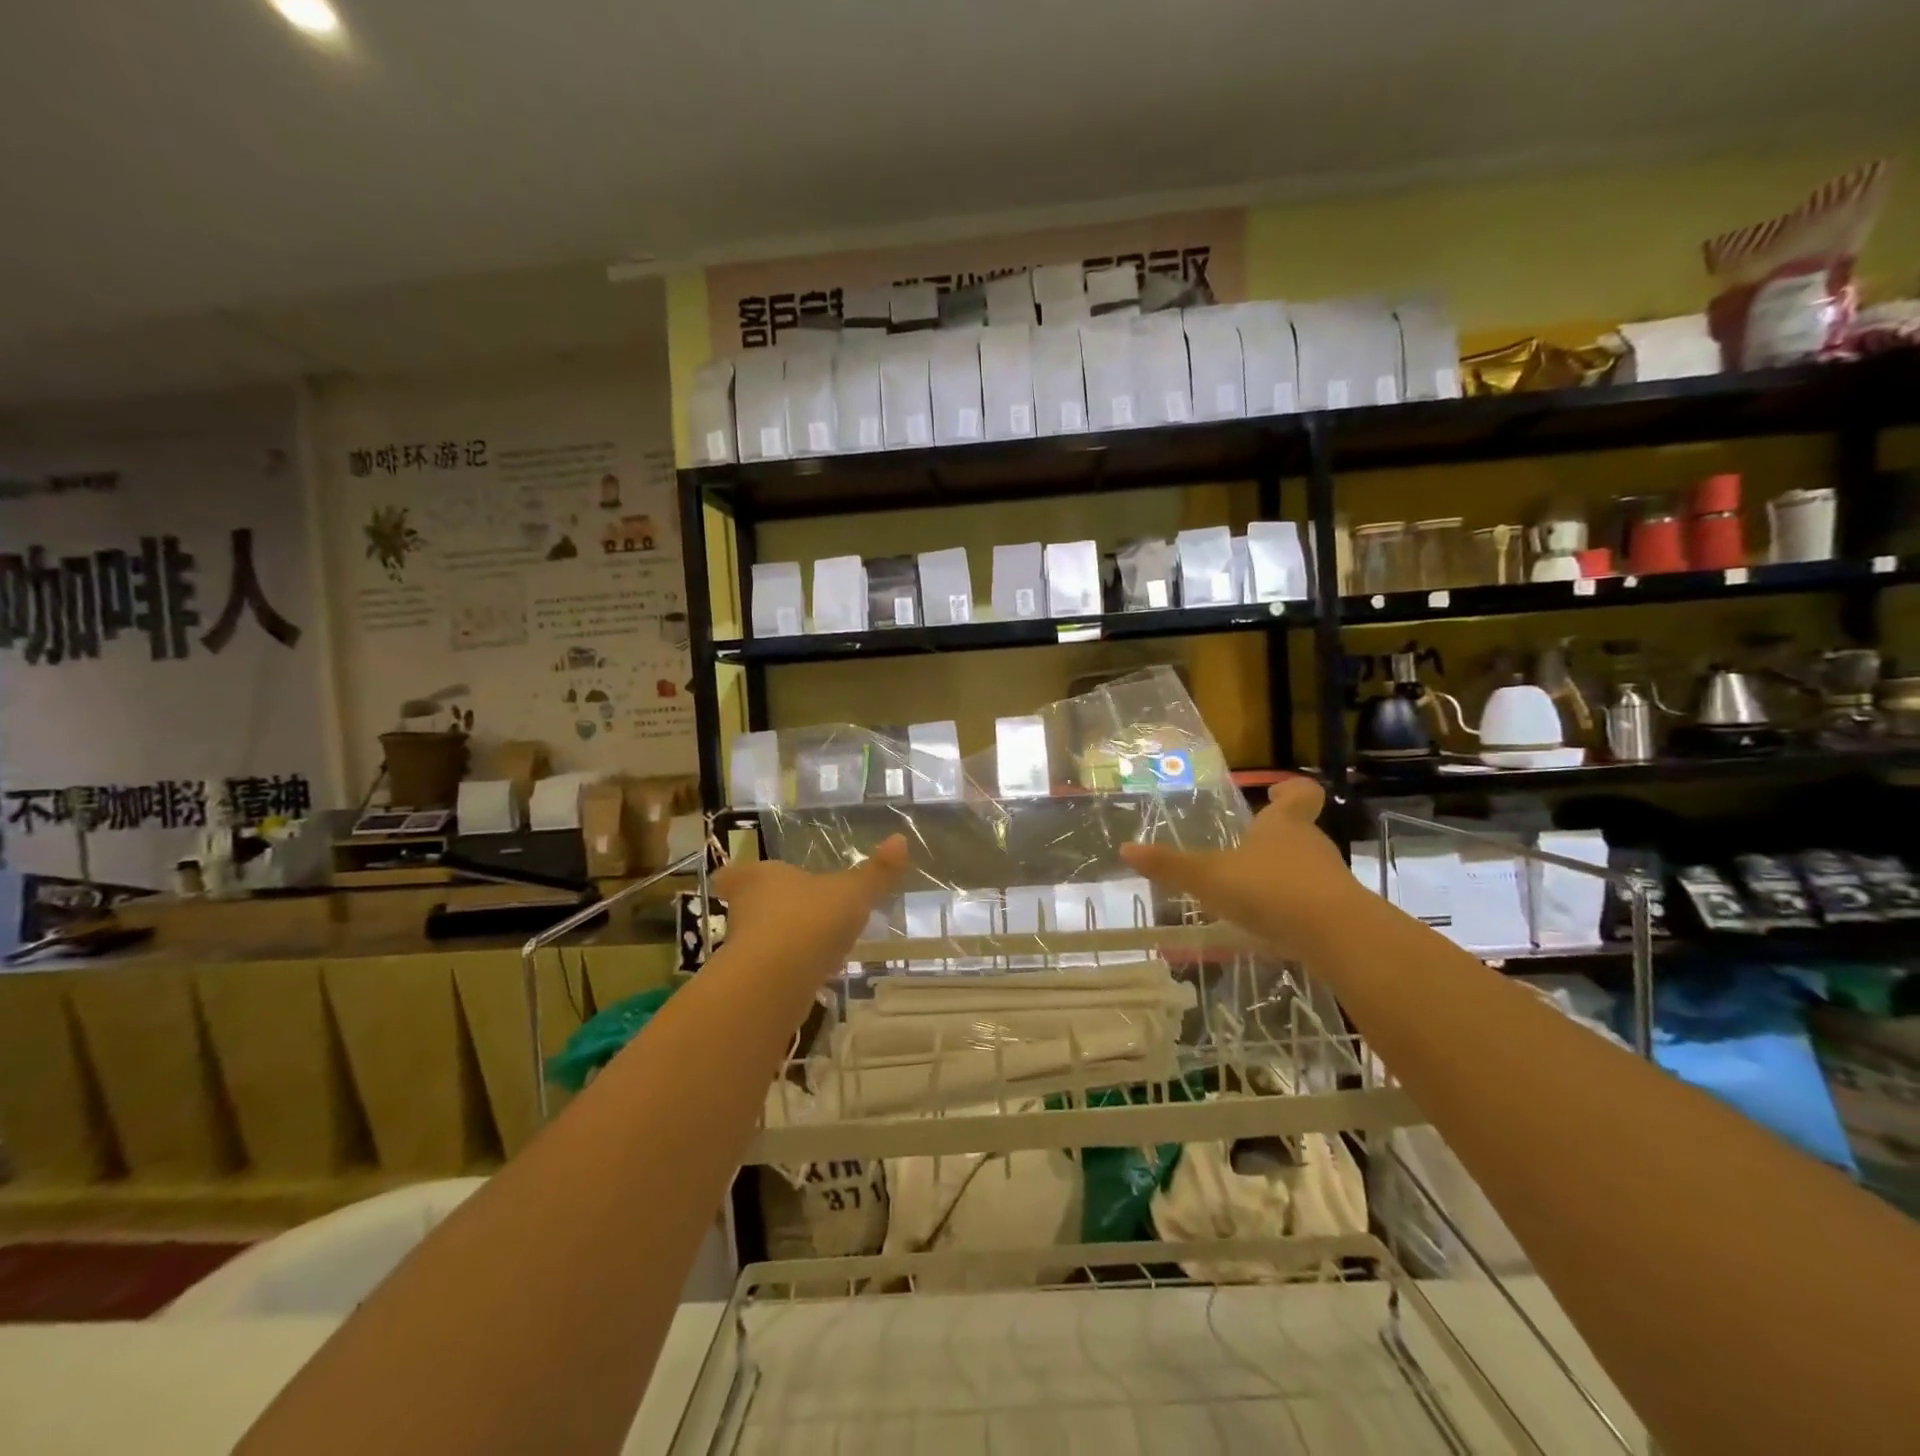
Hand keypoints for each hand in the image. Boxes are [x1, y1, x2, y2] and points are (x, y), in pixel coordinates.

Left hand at [713, 835, 908, 986]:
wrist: (778, 980)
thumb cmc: (810, 919)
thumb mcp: (853, 892)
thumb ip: (877, 871)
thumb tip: (900, 839)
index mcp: (759, 879)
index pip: (734, 874)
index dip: (739, 876)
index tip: (750, 879)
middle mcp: (744, 912)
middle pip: (747, 907)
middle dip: (769, 909)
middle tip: (796, 909)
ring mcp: (745, 951)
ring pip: (760, 941)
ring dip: (783, 941)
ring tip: (815, 942)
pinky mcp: (754, 984)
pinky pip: (774, 971)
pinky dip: (791, 971)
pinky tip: (817, 974)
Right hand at [1120, 778, 1357, 956]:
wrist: (1335, 936)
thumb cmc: (1269, 889)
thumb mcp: (1208, 877)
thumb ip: (1170, 865)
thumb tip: (1126, 848)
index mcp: (1284, 825)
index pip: (1300, 794)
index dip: (1289, 791)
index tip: (1275, 794)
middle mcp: (1311, 845)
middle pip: (1299, 832)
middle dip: (1275, 840)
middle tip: (1244, 851)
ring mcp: (1329, 880)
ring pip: (1305, 869)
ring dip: (1282, 876)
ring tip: (1250, 893)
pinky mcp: (1339, 914)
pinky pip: (1312, 903)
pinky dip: (1293, 909)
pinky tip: (1269, 927)